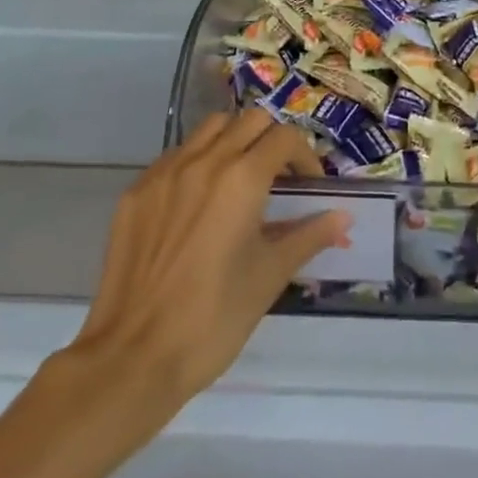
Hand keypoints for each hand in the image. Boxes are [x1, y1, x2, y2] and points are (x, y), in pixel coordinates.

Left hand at [56, 110, 348, 424]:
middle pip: (250, 120)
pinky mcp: (135, 192)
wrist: (133, 357)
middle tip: (279, 178)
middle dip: (272, 141)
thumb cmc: (214, 318)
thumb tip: (344, 217)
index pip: (285, 137)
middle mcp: (204, 161)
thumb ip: (309, 236)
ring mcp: (164, 173)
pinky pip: (175, 156)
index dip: (306, 157)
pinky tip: (199, 204)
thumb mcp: (270, 276)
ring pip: (210, 129)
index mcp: (242, 179)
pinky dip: (198, 162)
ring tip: (240, 181)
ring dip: (234, 141)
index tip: (309, 188)